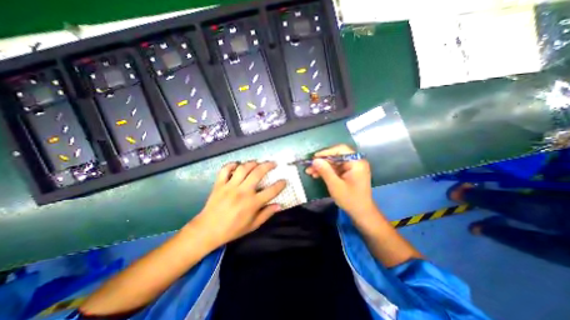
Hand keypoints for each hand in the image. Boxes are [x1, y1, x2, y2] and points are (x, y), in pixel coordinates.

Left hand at [191, 162, 287, 246]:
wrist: (207, 230)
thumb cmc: (232, 230)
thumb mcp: (253, 225)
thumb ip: (266, 214)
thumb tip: (279, 205)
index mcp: (252, 203)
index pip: (271, 191)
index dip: (280, 184)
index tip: (284, 180)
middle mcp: (243, 191)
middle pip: (258, 173)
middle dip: (268, 166)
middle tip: (273, 163)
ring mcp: (230, 186)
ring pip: (243, 168)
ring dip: (252, 163)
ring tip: (258, 162)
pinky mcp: (219, 184)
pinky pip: (225, 170)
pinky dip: (231, 165)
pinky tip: (237, 165)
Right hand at [305, 144, 377, 214]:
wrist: (361, 213)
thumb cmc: (350, 199)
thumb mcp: (335, 185)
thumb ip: (325, 171)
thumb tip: (315, 160)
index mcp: (356, 162)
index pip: (341, 149)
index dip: (326, 152)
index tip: (315, 158)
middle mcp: (355, 162)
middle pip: (336, 156)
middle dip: (322, 161)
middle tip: (309, 166)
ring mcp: (351, 167)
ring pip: (333, 162)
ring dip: (322, 167)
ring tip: (310, 172)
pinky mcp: (348, 173)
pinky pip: (335, 168)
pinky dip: (326, 171)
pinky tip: (316, 174)